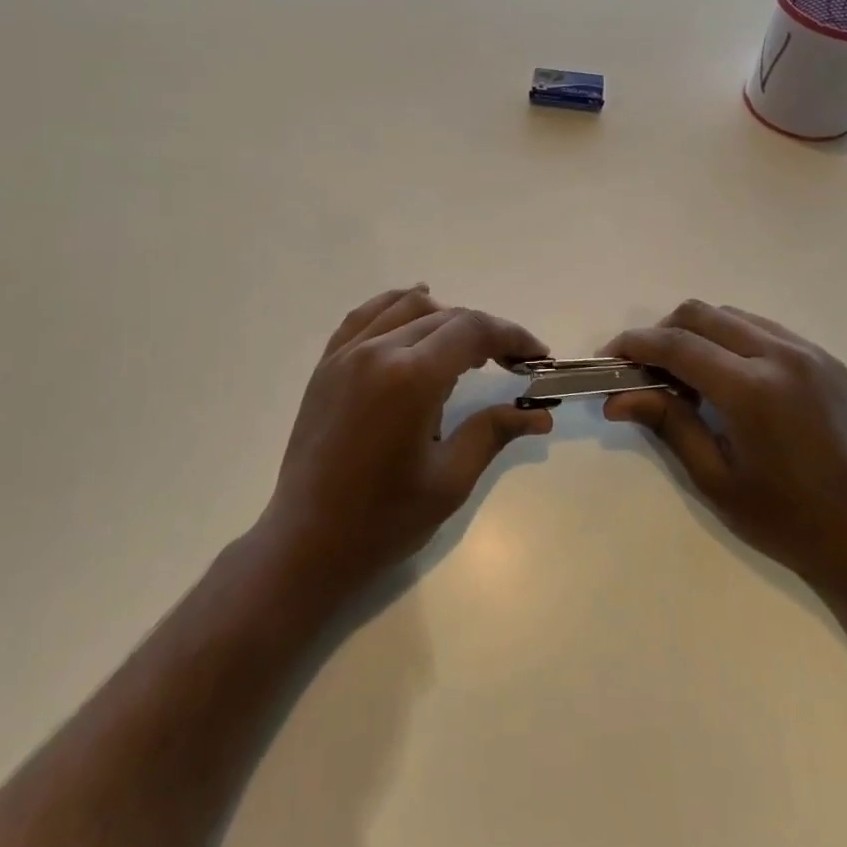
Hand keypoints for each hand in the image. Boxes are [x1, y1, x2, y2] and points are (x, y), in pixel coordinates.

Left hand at [260, 286, 552, 596]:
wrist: (306, 542)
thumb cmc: (384, 520)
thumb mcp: (449, 481)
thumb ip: (493, 432)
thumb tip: (540, 414)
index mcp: (412, 377)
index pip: (473, 331)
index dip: (512, 336)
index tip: (537, 356)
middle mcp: (378, 351)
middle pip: (445, 317)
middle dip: (485, 332)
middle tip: (513, 361)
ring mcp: (347, 353)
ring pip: (406, 307)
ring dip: (446, 317)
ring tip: (469, 346)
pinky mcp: (327, 364)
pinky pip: (365, 316)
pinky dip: (396, 305)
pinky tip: (414, 304)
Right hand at [603, 301, 846, 591]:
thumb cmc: (786, 520)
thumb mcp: (715, 479)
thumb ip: (667, 424)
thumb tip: (616, 397)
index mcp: (753, 390)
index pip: (677, 345)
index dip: (634, 345)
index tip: (607, 359)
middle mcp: (781, 356)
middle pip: (701, 314)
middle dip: (661, 333)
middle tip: (644, 370)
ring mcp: (809, 353)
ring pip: (731, 316)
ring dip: (697, 333)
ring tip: (685, 376)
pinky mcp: (825, 359)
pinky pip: (763, 329)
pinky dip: (731, 340)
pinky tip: (728, 378)